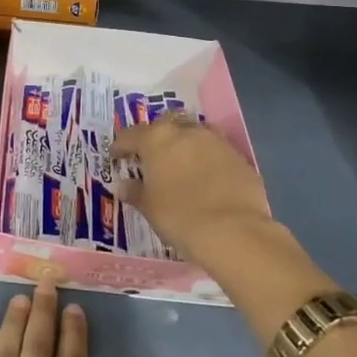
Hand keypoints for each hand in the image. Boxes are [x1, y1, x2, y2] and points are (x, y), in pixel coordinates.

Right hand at [110, 114, 311, 276]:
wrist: (233, 231)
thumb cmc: (179, 216)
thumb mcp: (149, 207)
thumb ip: (135, 192)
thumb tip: (124, 186)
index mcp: (157, 139)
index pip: (130, 135)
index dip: (120, 146)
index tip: (116, 157)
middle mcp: (187, 132)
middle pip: (166, 124)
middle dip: (156, 136)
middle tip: (151, 156)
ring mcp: (216, 142)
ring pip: (195, 133)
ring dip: (185, 143)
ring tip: (181, 163)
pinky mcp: (240, 158)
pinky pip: (217, 152)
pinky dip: (208, 160)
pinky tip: (207, 179)